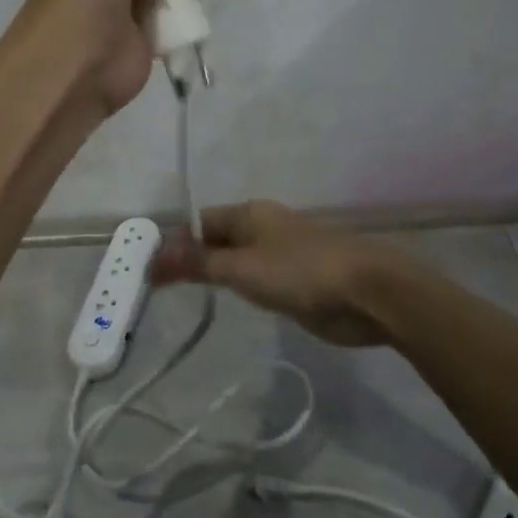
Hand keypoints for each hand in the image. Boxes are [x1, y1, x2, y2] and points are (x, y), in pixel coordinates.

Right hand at [152, 200, 405, 346]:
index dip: (173, 243)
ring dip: (213, 276)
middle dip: (190, 260)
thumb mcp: (242, 268)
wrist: (369, 293)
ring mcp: (281, 254)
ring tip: (183, 299)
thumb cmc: (301, 272)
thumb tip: (154, 257)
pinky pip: (257, 280)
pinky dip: (239, 288)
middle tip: (158, 289)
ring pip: (236, 261)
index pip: (199, 222)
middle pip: (216, 240)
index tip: (148, 269)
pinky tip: (228, 303)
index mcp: (249, 214)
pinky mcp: (296, 280)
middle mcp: (262, 228)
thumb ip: (198, 264)